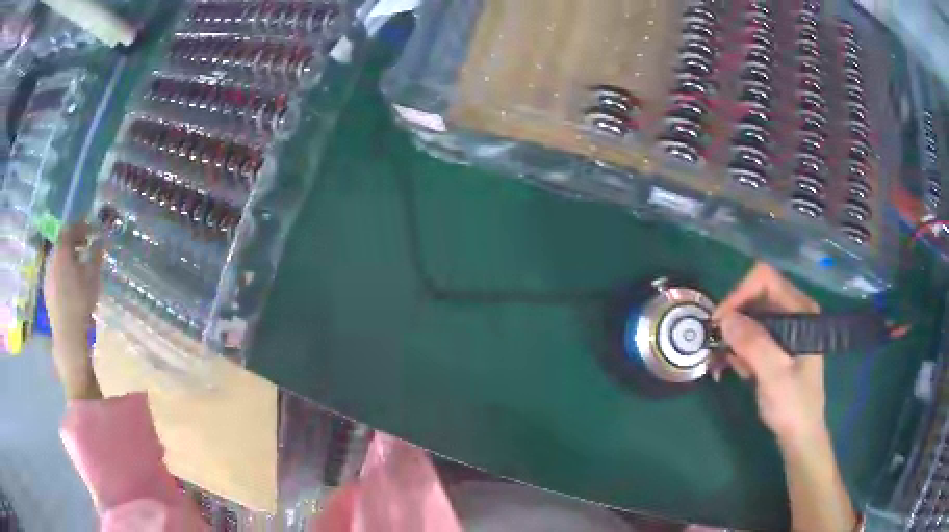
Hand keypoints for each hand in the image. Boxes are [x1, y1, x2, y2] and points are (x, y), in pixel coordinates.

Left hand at [44, 224, 103, 399]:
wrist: (68, 334)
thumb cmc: (81, 301)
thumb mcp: (93, 275)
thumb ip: (96, 254)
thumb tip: (100, 239)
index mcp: (61, 250)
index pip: (69, 229)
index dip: (80, 227)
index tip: (91, 231)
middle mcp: (51, 258)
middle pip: (61, 243)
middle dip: (73, 242)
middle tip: (85, 247)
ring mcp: (47, 275)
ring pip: (57, 259)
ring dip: (67, 258)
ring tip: (78, 266)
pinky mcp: (47, 291)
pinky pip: (54, 273)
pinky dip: (62, 271)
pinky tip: (70, 283)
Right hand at [713, 263, 825, 446]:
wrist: (800, 436)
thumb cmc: (793, 406)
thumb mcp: (774, 375)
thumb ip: (753, 344)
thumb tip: (724, 318)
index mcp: (800, 311)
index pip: (765, 280)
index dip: (739, 294)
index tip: (720, 323)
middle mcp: (793, 313)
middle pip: (754, 297)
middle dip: (732, 321)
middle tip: (715, 347)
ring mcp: (785, 330)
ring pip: (749, 318)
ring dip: (731, 339)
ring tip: (720, 365)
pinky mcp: (776, 347)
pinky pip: (750, 337)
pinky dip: (737, 350)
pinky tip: (731, 370)